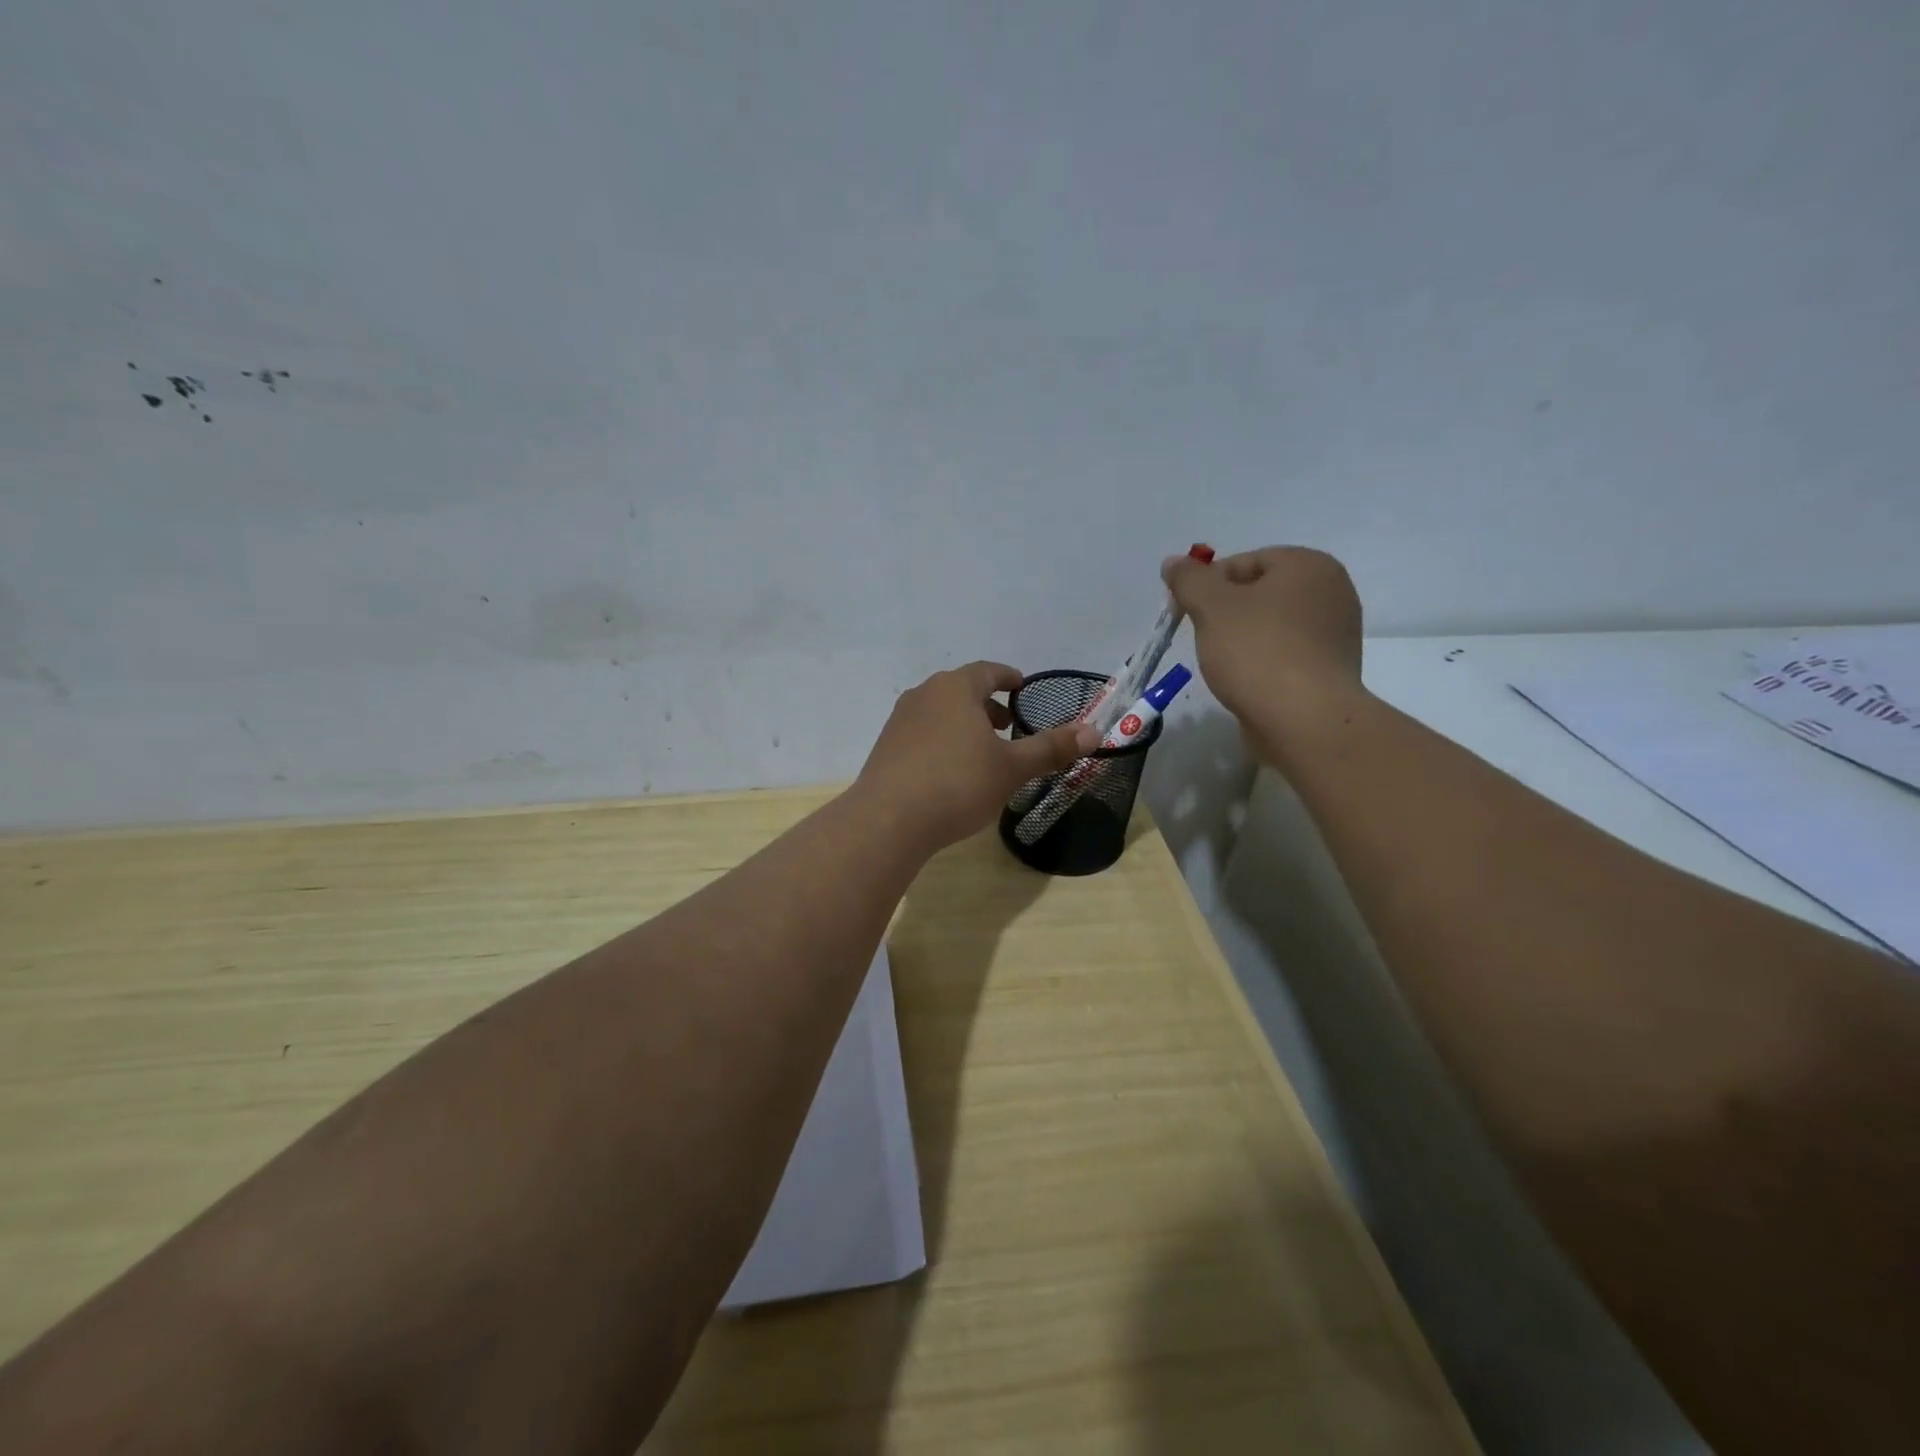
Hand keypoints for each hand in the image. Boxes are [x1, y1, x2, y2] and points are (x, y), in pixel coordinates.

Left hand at [855, 662, 1099, 852]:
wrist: (888, 820)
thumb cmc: (957, 784)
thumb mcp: (1011, 768)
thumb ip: (1050, 748)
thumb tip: (1094, 732)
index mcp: (955, 688)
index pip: (987, 671)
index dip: (1008, 677)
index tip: (1021, 686)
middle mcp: (924, 695)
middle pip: (961, 690)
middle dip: (986, 704)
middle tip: (1007, 725)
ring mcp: (900, 721)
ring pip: (939, 712)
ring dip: (963, 723)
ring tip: (981, 750)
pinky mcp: (886, 747)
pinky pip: (922, 733)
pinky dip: (942, 740)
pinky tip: (950, 771)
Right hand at [1161, 546, 1365, 755]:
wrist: (1304, 719)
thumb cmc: (1257, 651)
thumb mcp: (1211, 607)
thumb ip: (1189, 579)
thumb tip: (1173, 562)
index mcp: (1308, 565)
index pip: (1245, 562)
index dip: (1208, 584)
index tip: (1187, 612)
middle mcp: (1332, 591)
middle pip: (1260, 593)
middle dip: (1226, 613)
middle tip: (1204, 637)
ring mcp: (1336, 633)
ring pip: (1272, 625)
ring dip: (1243, 639)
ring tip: (1224, 664)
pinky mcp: (1331, 669)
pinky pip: (1286, 654)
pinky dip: (1263, 662)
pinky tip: (1247, 682)